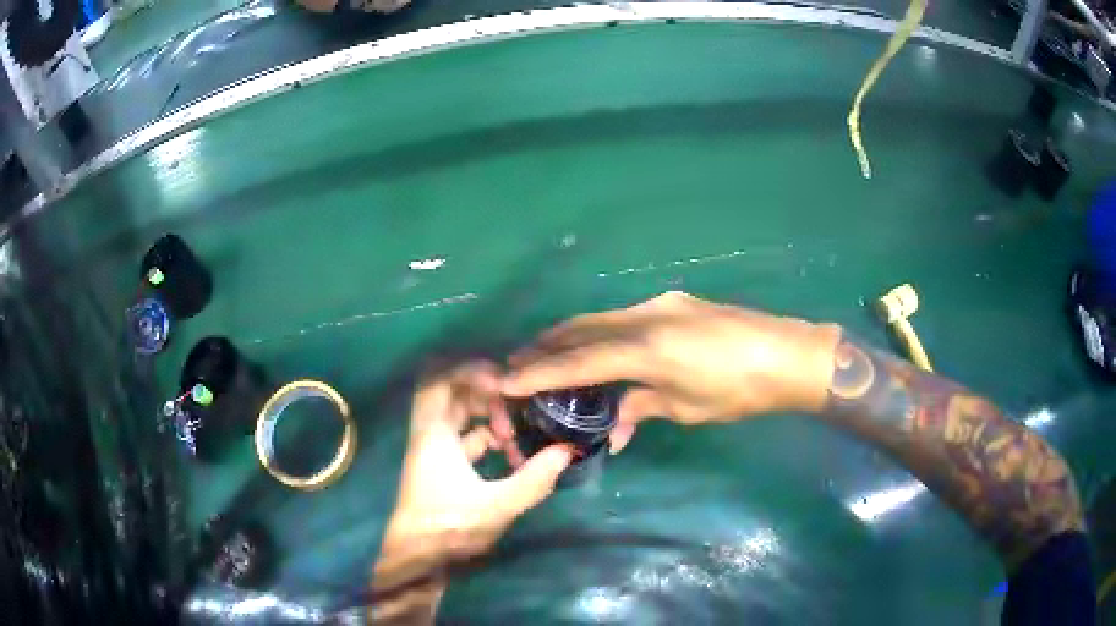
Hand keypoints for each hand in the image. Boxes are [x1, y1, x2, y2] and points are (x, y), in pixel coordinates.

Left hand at [372, 363, 572, 619]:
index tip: (506, 382)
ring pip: (461, 417)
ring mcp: (435, 451)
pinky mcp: (443, 468)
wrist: (419, 559)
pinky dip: (488, 440)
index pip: (441, 382)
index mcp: (433, 434)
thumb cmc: (448, 528)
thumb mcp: (496, 506)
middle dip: (488, 396)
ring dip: (490, 419)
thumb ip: (534, 479)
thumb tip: (568, 450)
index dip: (471, 372)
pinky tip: (513, 456)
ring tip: (518, 434)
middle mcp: (430, 435)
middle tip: (519, 404)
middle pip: (453, 395)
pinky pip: (466, 439)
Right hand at [501, 292, 839, 452]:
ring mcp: (661, 304)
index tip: (506, 379)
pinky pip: (624, 317)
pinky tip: (597, 347)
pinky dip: (601, 333)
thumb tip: (614, 427)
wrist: (788, 355)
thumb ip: (643, 409)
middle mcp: (646, 317)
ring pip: (601, 318)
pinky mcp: (674, 303)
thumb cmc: (740, 392)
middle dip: (546, 345)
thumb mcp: (688, 409)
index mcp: (648, 350)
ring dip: (571, 336)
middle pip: (582, 328)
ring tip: (547, 355)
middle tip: (517, 362)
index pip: (580, 361)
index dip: (539, 371)